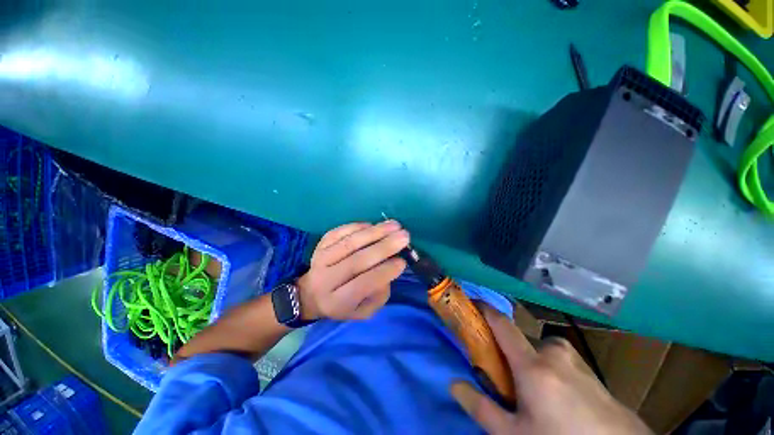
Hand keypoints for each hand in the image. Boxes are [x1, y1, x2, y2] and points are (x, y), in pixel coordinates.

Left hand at [296, 221, 408, 320]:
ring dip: (375, 232)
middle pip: (357, 261)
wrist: (312, 293)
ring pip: (350, 243)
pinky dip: (359, 226)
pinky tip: (375, 225)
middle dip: (384, 247)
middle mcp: (326, 279)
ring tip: (395, 225)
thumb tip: (390, 269)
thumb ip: (379, 295)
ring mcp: (321, 258)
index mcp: (337, 301)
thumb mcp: (364, 310)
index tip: (403, 261)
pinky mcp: (321, 244)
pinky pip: (341, 231)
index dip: (384, 272)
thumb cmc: (343, 304)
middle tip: (404, 236)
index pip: (363, 284)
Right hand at [450, 306, 652, 434]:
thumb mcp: (514, 434)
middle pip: (519, 340)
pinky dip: (547, 368)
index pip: (502, 324)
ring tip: (532, 392)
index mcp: (533, 365)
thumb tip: (453, 383)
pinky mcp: (588, 369)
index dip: (484, 310)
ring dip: (527, 362)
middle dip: (507, 352)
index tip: (471, 304)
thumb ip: (481, 407)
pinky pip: (557, 358)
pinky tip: (557, 397)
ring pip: (539, 350)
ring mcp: (575, 359)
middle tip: (504, 377)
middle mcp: (554, 353)